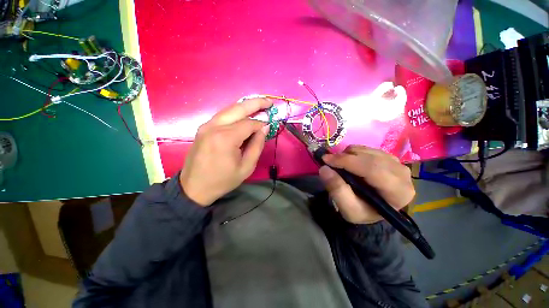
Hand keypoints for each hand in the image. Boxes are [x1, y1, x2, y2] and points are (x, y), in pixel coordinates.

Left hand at [180, 98, 271, 205]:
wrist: (194, 187)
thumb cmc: (223, 180)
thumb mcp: (246, 167)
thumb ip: (257, 145)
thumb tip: (264, 128)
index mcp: (226, 138)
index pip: (249, 123)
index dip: (261, 124)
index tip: (269, 126)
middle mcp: (214, 126)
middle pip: (238, 108)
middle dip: (256, 103)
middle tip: (269, 102)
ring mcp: (206, 125)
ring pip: (230, 109)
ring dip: (245, 106)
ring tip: (259, 105)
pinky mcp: (203, 128)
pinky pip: (223, 116)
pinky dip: (235, 113)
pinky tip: (244, 115)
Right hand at [318, 145, 414, 223]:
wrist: (373, 209)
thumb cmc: (363, 212)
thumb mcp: (348, 209)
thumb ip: (337, 190)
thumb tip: (324, 169)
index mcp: (398, 192)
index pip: (372, 169)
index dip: (347, 162)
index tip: (326, 159)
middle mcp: (402, 174)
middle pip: (370, 157)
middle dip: (345, 156)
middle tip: (328, 160)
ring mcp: (397, 163)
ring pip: (368, 151)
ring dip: (349, 154)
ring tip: (339, 164)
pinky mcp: (390, 157)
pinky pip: (368, 148)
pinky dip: (354, 152)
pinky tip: (349, 162)